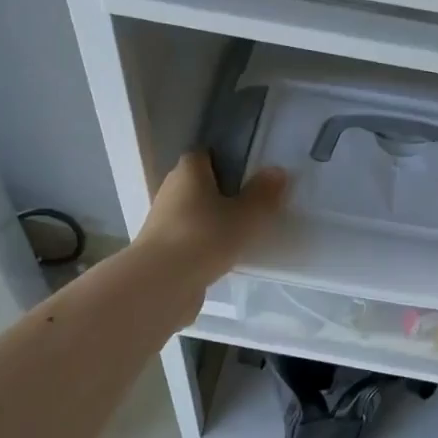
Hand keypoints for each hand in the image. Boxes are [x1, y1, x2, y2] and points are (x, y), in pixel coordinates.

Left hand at [133, 152, 288, 292]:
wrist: (162, 283)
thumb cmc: (206, 236)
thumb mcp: (246, 215)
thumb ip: (263, 193)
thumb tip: (277, 171)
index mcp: (188, 171)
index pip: (205, 154)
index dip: (227, 161)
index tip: (249, 175)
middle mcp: (171, 189)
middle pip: (199, 184)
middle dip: (223, 192)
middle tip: (251, 205)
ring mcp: (162, 221)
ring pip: (194, 213)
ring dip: (213, 220)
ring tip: (242, 233)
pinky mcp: (161, 249)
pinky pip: (189, 237)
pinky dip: (204, 243)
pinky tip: (223, 256)